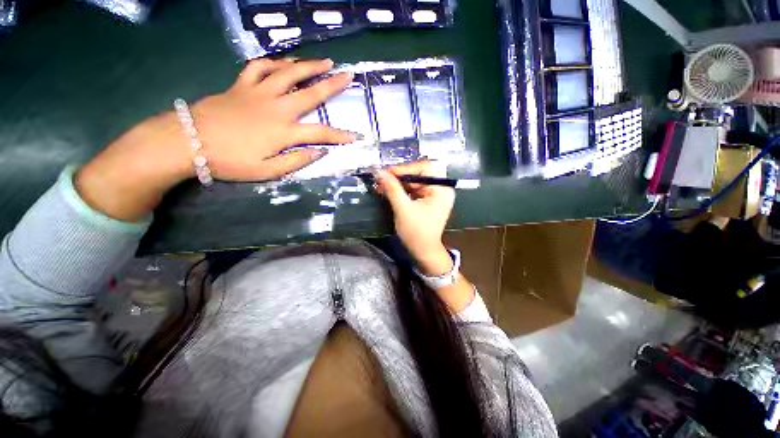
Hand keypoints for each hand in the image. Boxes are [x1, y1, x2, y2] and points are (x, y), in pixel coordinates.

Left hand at [189, 58, 356, 180]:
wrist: (188, 142)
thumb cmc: (230, 161)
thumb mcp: (267, 172)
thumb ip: (296, 162)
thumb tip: (320, 153)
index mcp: (284, 132)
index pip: (321, 133)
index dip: (340, 136)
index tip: (355, 136)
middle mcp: (276, 108)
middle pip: (311, 93)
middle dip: (333, 85)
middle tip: (349, 75)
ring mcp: (258, 92)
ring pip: (289, 73)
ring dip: (309, 66)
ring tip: (325, 62)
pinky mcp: (241, 85)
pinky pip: (260, 66)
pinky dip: (274, 62)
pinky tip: (284, 62)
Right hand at [373, 161, 455, 275]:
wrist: (423, 251)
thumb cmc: (416, 232)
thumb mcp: (403, 209)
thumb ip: (392, 189)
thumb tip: (379, 171)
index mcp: (441, 189)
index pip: (424, 168)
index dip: (405, 168)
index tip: (387, 172)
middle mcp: (441, 188)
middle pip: (420, 173)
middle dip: (400, 175)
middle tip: (383, 177)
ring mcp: (434, 194)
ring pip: (415, 180)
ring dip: (398, 182)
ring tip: (382, 184)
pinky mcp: (427, 200)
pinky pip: (414, 189)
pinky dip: (401, 189)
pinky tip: (389, 190)